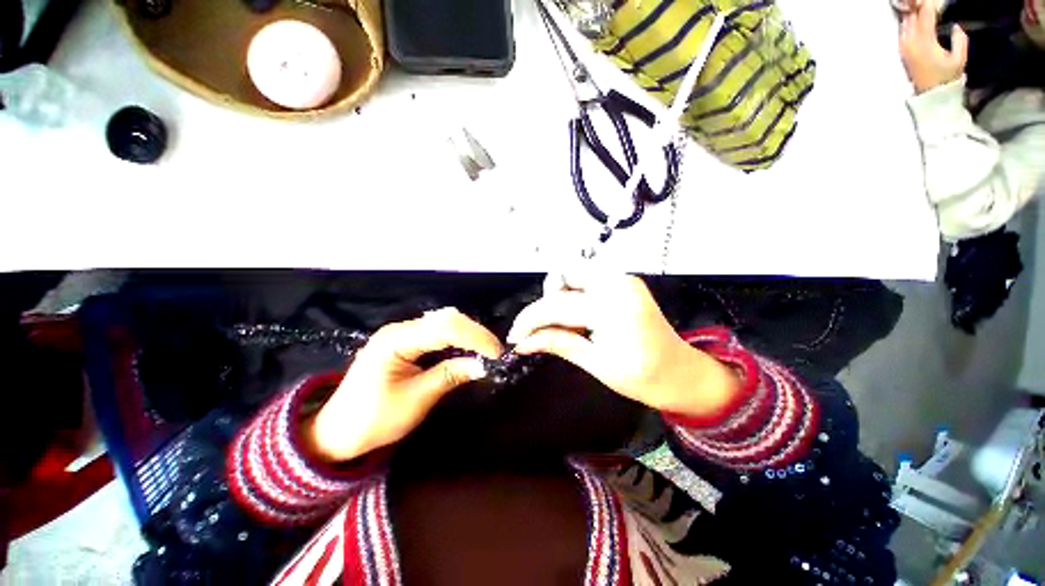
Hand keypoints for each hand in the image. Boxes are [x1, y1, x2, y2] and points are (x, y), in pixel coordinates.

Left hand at [307, 308, 502, 461]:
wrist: (338, 431)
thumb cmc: (373, 420)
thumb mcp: (415, 400)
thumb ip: (450, 376)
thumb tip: (483, 365)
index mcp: (396, 340)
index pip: (445, 328)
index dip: (475, 337)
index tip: (497, 353)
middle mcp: (400, 329)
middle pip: (445, 318)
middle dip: (474, 332)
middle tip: (495, 352)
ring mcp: (402, 333)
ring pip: (443, 322)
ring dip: (468, 333)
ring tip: (485, 350)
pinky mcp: (406, 341)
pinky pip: (437, 332)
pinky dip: (457, 338)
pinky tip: (467, 349)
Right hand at [507, 272, 739, 416]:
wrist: (683, 373)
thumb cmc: (645, 378)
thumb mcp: (597, 365)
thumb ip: (558, 344)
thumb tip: (522, 343)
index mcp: (613, 307)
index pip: (556, 305)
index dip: (530, 319)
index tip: (516, 336)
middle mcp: (618, 283)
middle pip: (563, 275)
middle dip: (547, 301)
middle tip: (546, 329)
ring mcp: (623, 279)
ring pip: (574, 273)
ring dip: (560, 296)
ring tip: (565, 325)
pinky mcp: (624, 281)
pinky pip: (587, 278)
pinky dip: (574, 294)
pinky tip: (578, 317)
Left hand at [899, 0, 967, 93]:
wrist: (929, 95)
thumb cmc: (946, 78)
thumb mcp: (959, 59)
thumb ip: (960, 39)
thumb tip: (956, 25)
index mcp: (924, 41)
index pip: (925, 14)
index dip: (928, 3)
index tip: (934, 0)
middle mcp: (910, 42)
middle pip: (911, 15)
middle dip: (917, 6)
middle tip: (925, 1)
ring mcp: (904, 47)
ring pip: (905, 21)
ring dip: (912, 12)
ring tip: (920, 6)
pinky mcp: (902, 51)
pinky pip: (903, 30)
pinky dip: (909, 21)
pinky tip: (915, 17)